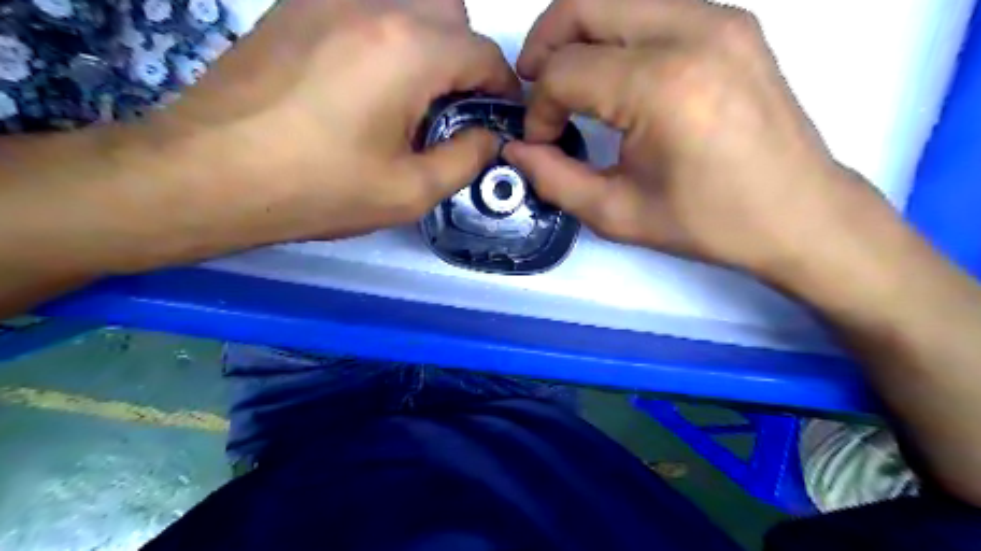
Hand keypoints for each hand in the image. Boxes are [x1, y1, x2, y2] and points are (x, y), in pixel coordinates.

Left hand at [157, 0, 520, 247]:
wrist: (209, 174)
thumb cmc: (319, 190)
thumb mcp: (410, 191)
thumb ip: (465, 160)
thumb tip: (488, 137)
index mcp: (409, 50)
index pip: (483, 53)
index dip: (501, 87)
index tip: (497, 117)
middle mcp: (374, 5)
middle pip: (450, 13)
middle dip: (466, 59)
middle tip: (451, 109)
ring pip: (407, 4)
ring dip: (427, 44)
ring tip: (409, 98)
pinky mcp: (295, 6)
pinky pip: (364, 7)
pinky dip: (385, 37)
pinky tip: (365, 82)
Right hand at [502, 1, 894, 283]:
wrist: (798, 213)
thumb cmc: (708, 222)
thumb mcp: (618, 213)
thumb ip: (555, 179)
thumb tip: (517, 151)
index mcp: (661, 87)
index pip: (565, 71)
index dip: (539, 108)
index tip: (543, 141)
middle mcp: (691, 31)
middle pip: (584, 5)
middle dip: (544, 46)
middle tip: (535, 89)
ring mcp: (718, 17)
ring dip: (578, 33)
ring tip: (568, 79)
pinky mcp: (731, 21)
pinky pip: (651, 6)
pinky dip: (615, 32)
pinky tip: (613, 73)